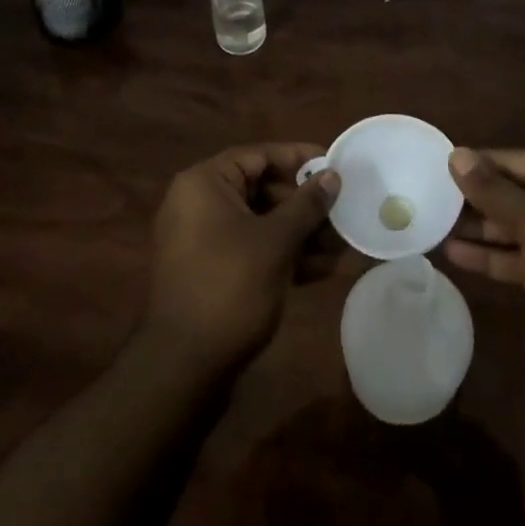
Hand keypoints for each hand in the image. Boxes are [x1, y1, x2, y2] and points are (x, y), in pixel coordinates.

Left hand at [142, 144, 342, 377]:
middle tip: (341, 211)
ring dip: (299, 233)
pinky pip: (252, 248)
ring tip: (339, 245)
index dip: (299, 159)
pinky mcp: (212, 271)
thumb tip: (332, 176)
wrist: (183, 370)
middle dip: (304, 204)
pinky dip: (282, 255)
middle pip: (261, 189)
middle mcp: (199, 203)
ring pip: (261, 222)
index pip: (259, 155)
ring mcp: (203, 240)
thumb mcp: (276, 242)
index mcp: (205, 183)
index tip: (333, 165)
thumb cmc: (229, 288)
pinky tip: (320, 270)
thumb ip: (306, 205)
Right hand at [444, 148, 524, 404]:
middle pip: (515, 193)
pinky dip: (493, 257)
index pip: (515, 160)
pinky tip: (458, 256)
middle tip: (430, 199)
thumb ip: (494, 192)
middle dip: (476, 198)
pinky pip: (521, 259)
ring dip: (480, 229)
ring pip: (515, 228)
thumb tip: (457, 155)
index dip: (478, 164)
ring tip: (435, 226)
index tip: (437, 167)